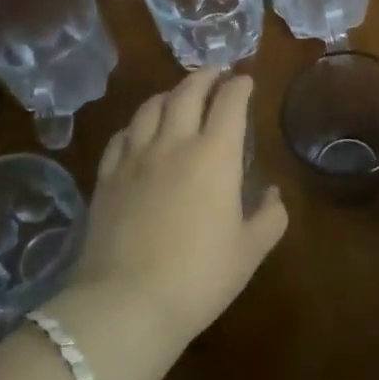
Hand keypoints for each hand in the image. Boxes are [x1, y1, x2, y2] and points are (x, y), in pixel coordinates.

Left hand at [67, 70, 286, 346]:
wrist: (125, 306)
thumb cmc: (198, 277)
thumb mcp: (249, 251)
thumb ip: (270, 217)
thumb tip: (272, 193)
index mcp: (215, 154)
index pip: (230, 101)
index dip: (240, 85)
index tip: (246, 81)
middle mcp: (175, 143)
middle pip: (188, 91)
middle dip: (206, 76)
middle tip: (216, 73)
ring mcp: (135, 157)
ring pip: (151, 107)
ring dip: (170, 93)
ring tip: (179, 94)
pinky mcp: (106, 178)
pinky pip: (121, 135)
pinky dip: (137, 123)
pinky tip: (140, 131)